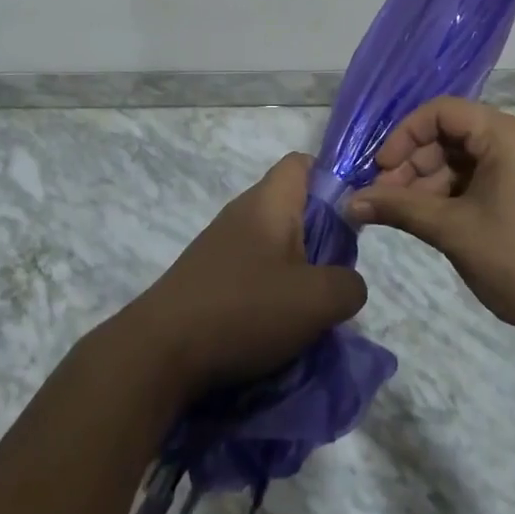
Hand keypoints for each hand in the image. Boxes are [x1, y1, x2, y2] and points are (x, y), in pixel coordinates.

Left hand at [117, 153, 366, 397]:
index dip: (333, 180)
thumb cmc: (244, 310)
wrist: (161, 350)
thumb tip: (347, 282)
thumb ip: (349, 284)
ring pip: (274, 241)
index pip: (303, 163)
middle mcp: (243, 211)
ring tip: (310, 308)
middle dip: (322, 237)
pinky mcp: (209, 273)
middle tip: (337, 275)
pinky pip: (252, 267)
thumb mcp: (316, 301)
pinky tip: (275, 325)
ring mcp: (222, 242)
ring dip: (297, 270)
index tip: (353, 219)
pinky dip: (271, 289)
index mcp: (269, 201)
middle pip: (293, 206)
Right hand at [350, 97, 514, 344]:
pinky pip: (485, 178)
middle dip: (414, 164)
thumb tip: (350, 202)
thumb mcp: (453, 230)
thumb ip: (399, 208)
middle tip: (384, 198)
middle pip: (453, 135)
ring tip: (403, 214)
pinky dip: (456, 194)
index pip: (442, 112)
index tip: (380, 170)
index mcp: (508, 135)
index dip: (404, 136)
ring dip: (431, 182)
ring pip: (466, 159)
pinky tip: (433, 220)